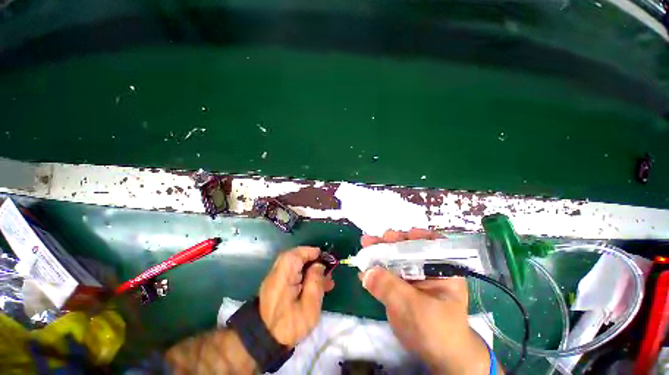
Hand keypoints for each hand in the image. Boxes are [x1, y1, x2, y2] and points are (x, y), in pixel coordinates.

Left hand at [258, 246, 334, 347]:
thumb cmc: (288, 327)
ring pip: (295, 266)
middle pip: (294, 258)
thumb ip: (315, 283)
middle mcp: (276, 274)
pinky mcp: (277, 286)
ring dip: (310, 269)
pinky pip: (292, 274)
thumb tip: (319, 265)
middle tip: (326, 267)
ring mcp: (275, 280)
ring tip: (327, 280)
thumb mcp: (308, 308)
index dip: (309, 252)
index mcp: (282, 278)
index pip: (295, 255)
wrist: (264, 343)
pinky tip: (316, 286)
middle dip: (312, 260)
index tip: (324, 256)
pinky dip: (304, 276)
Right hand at [360, 229, 492, 374]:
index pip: (429, 243)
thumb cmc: (437, 330)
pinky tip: (363, 267)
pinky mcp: (399, 285)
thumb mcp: (416, 308)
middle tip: (374, 239)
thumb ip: (391, 288)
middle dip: (390, 242)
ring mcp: (411, 275)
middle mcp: (426, 267)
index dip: (412, 236)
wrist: (435, 356)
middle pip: (407, 247)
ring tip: (365, 244)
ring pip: (394, 258)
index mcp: (441, 268)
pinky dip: (374, 269)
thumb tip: (367, 272)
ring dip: (379, 251)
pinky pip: (386, 273)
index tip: (395, 235)